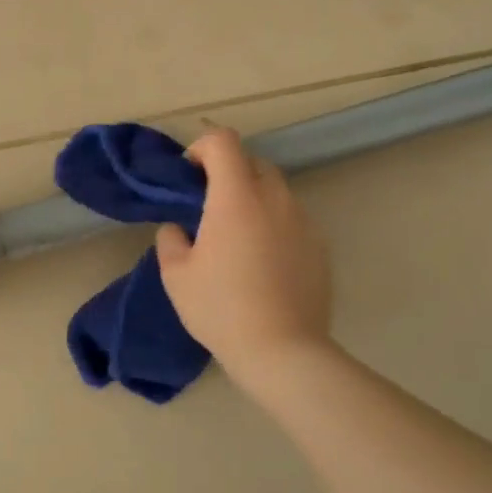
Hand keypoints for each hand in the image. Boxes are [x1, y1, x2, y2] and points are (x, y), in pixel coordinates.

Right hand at [155, 128, 332, 389]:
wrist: (282, 351)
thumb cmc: (221, 309)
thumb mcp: (176, 276)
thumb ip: (171, 240)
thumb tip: (178, 228)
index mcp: (236, 198)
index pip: (224, 142)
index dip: (202, 147)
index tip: (189, 174)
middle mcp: (275, 199)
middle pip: (253, 161)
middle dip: (228, 171)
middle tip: (208, 204)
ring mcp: (303, 221)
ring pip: (275, 190)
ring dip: (252, 198)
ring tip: (236, 236)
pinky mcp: (320, 245)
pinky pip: (292, 218)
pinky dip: (273, 223)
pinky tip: (262, 261)